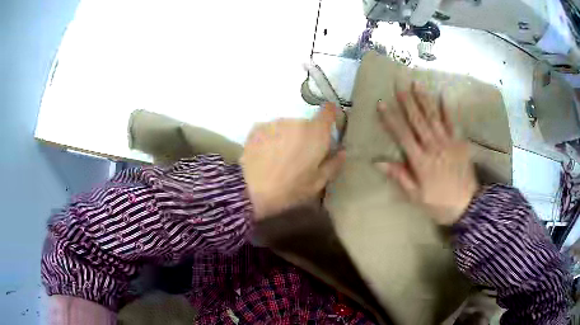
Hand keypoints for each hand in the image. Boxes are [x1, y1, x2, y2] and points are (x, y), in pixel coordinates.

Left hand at [241, 103, 345, 219]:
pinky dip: (272, 138)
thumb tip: (343, 152)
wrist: (251, 189)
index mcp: (316, 133)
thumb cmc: (290, 188)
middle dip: (306, 135)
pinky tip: (266, 155)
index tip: (328, 124)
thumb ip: (334, 164)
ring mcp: (275, 122)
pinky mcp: (258, 127)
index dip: (330, 114)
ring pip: (288, 126)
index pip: (328, 111)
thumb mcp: (317, 183)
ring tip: (280, 157)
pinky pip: (271, 130)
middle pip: (307, 123)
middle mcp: (297, 121)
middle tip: (300, 156)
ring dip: (288, 136)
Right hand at [375, 82, 477, 224]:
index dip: (391, 118)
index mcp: (420, 161)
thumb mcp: (416, 197)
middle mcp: (433, 147)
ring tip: (416, 83)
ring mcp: (448, 142)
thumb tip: (378, 162)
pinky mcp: (460, 142)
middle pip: (418, 120)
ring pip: (433, 117)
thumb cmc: (439, 204)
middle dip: (407, 101)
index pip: (402, 135)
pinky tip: (442, 95)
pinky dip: (447, 108)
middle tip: (398, 84)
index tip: (381, 103)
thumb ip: (399, 177)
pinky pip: (452, 122)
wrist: (467, 206)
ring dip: (424, 99)